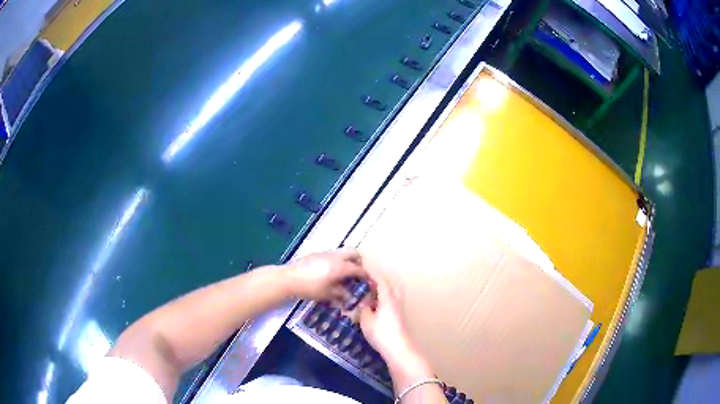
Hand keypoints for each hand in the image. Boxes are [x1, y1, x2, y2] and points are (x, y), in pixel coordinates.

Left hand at [283, 249, 364, 301]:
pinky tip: (331, 272)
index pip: (358, 269)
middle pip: (353, 253)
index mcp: (341, 267)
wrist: (289, 279)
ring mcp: (325, 253)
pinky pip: (333, 254)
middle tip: (358, 273)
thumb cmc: (310, 288)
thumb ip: (341, 294)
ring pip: (342, 252)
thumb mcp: (327, 294)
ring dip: (347, 260)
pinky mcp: (317, 254)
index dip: (365, 276)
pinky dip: (337, 261)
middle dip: (359, 262)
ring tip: (344, 274)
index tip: (369, 281)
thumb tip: (349, 296)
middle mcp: (336, 256)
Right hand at [358, 273, 427, 372]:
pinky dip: (387, 295)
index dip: (372, 273)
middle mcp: (396, 300)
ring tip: (374, 287)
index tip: (364, 267)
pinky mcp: (400, 316)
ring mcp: (400, 308)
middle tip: (370, 276)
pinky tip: (379, 303)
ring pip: (395, 291)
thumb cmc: (381, 333)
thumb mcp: (366, 321)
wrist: (399, 349)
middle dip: (381, 277)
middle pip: (391, 283)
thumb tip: (364, 304)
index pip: (380, 280)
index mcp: (387, 298)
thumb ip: (364, 309)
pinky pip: (394, 299)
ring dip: (386, 286)